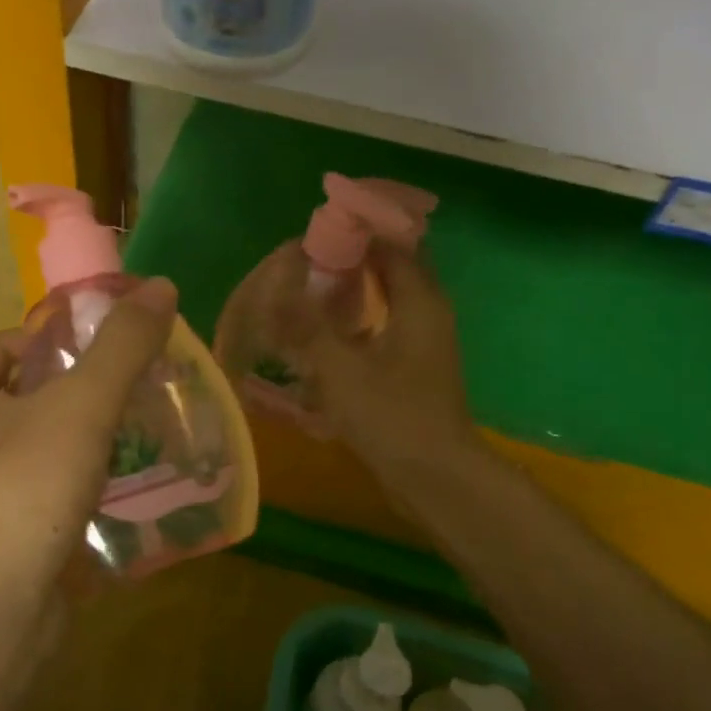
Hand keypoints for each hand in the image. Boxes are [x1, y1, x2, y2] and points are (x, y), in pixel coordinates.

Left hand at [0, 278, 178, 629]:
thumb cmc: (24, 489)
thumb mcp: (81, 405)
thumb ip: (123, 346)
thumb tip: (161, 287)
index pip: (7, 346)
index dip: (57, 339)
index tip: (110, 349)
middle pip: (29, 397)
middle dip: (83, 392)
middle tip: (139, 391)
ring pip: (43, 449)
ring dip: (89, 442)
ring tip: (146, 436)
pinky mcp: (4, 538)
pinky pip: (49, 495)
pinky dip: (85, 488)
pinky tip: (131, 493)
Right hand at [289, 244, 479, 490]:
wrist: (435, 479)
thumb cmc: (393, 417)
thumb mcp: (341, 369)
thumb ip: (305, 326)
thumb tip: (274, 286)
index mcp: (420, 300)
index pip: (392, 242)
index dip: (356, 231)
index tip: (314, 233)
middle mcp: (426, 313)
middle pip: (388, 268)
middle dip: (347, 261)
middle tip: (301, 265)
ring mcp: (420, 343)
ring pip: (384, 300)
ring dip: (349, 293)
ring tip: (304, 294)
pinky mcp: (410, 369)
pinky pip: (380, 330)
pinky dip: (353, 324)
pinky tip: (320, 337)